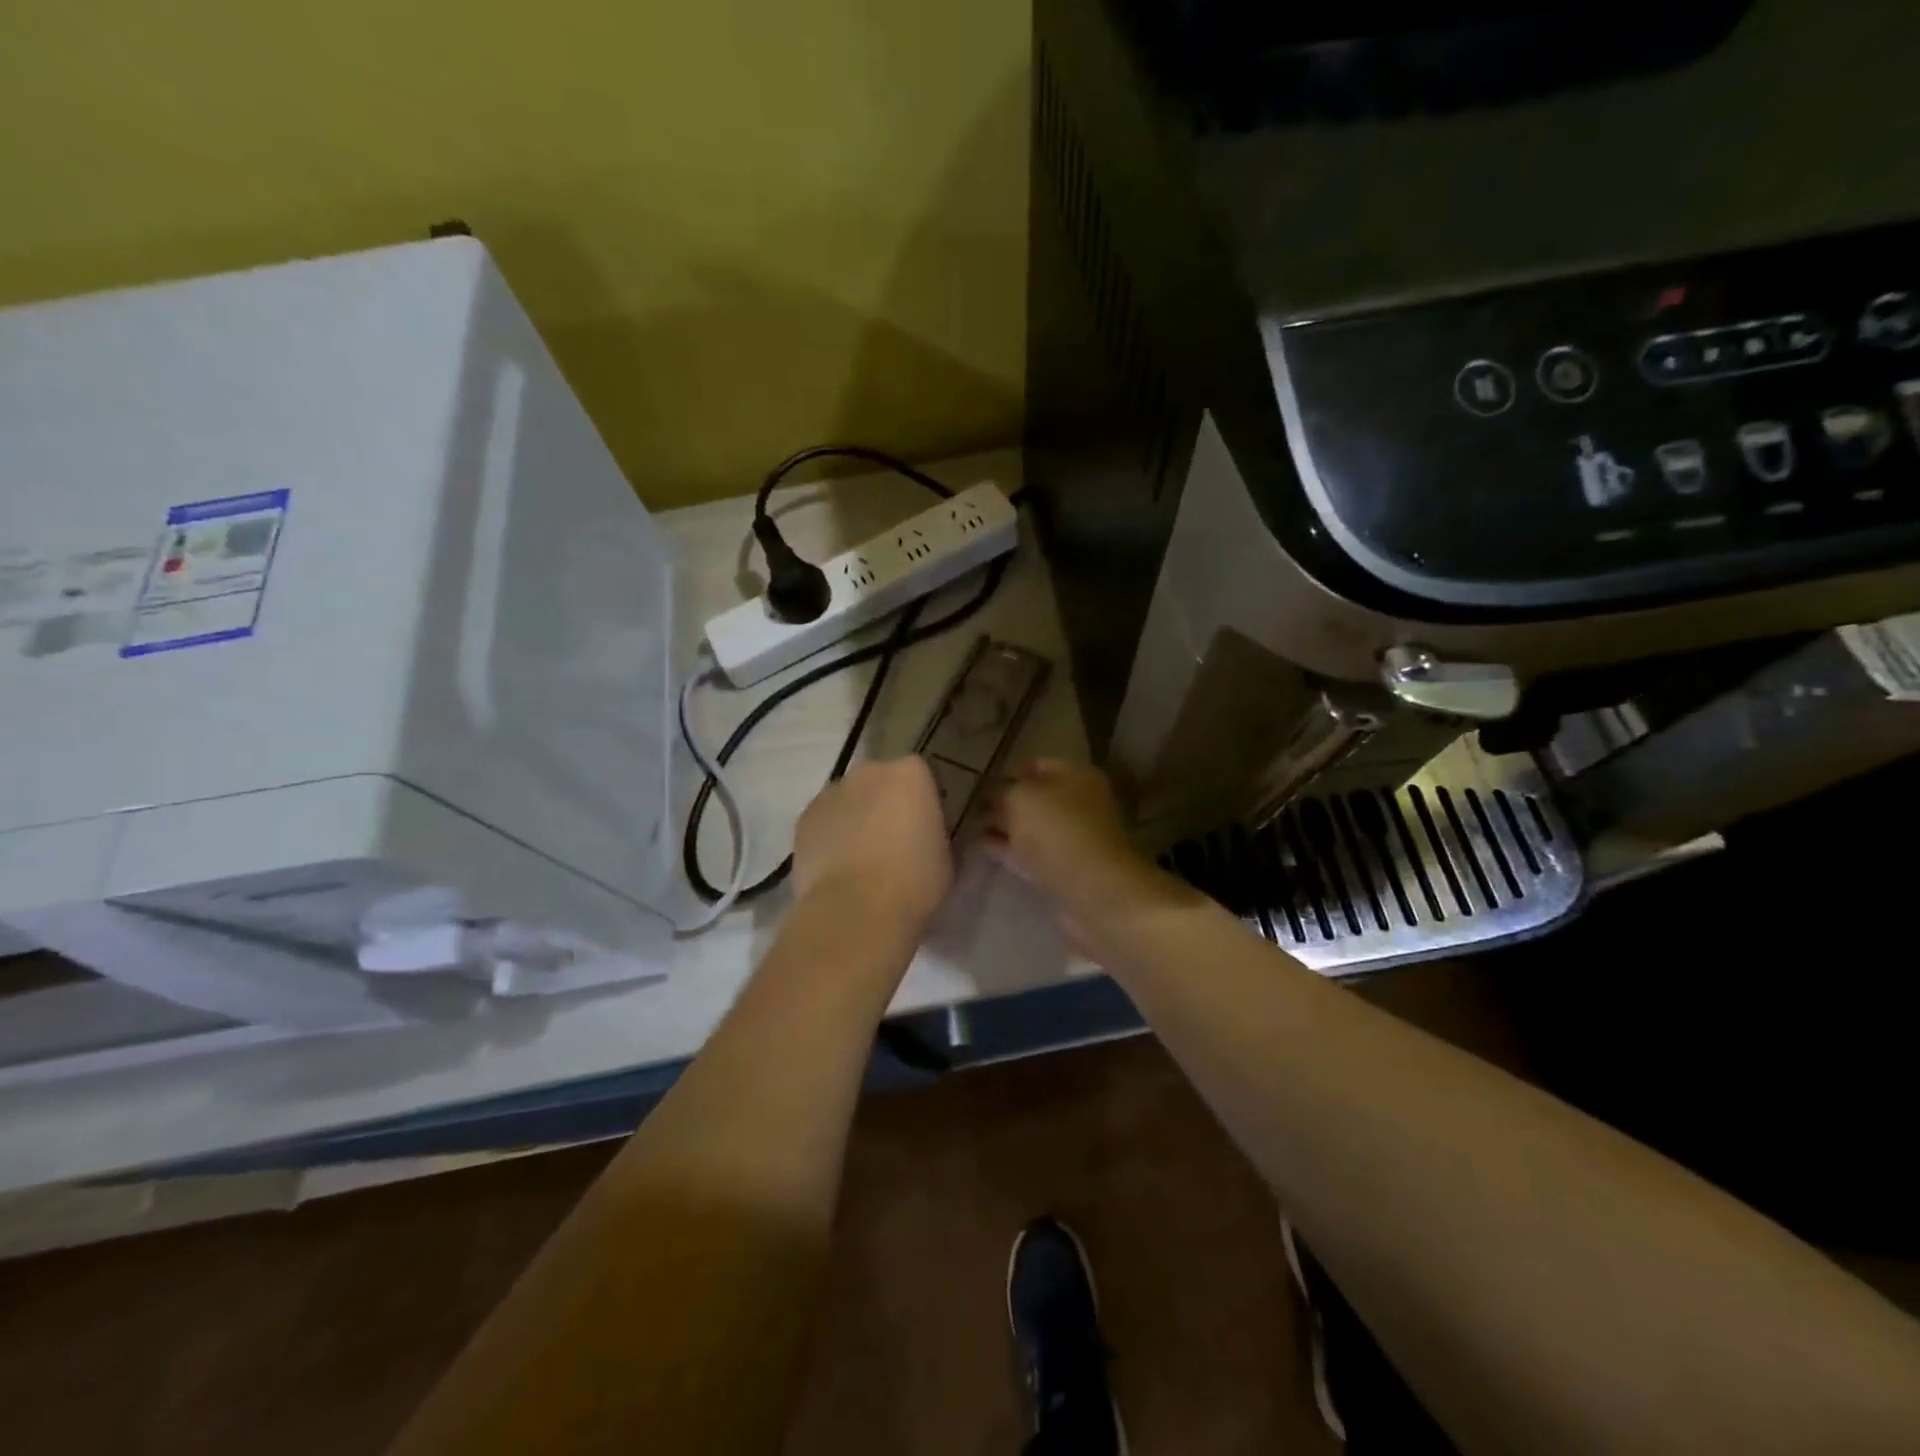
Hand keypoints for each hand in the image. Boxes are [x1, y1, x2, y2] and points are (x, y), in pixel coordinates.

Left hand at [792, 757, 952, 933]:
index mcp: (911, 774)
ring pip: (848, 800)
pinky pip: (824, 822)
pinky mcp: (803, 819)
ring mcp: (830, 793)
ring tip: (862, 860)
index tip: (926, 829)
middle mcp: (869, 772)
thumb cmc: (913, 881)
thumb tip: (928, 838)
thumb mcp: (947, 857)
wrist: (854, 909)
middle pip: (880, 781)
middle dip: (886, 803)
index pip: (920, 776)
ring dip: (855, 818)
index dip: (922, 802)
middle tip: (894, 842)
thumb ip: (937, 835)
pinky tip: (837, 868)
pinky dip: (830, 836)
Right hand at [984, 761, 1190, 941]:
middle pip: (1034, 797)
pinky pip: (1031, 852)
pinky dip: (1009, 848)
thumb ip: (1002, 791)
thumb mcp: (1021, 798)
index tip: (979, 782)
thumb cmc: (1058, 831)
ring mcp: (1074, 838)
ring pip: (1032, 827)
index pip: (1037, 765)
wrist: (1094, 890)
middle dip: (1004, 801)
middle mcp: (1079, 803)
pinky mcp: (1066, 869)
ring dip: (1004, 826)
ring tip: (969, 827)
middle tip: (970, 806)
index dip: (1007, 771)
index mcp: (1077, 776)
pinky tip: (983, 847)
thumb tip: (992, 795)